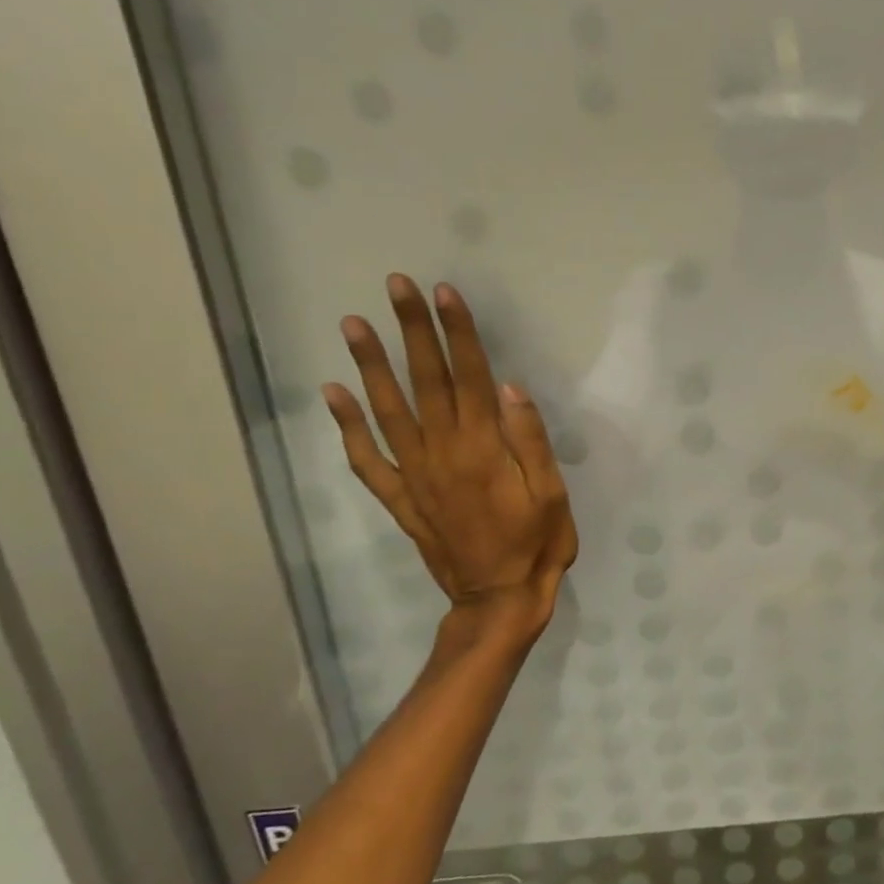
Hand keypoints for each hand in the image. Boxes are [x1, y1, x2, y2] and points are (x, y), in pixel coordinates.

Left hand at [322, 275, 577, 640]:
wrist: (499, 598)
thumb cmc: (537, 543)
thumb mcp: (551, 492)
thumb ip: (530, 439)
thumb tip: (510, 386)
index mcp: (484, 447)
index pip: (469, 376)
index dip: (458, 332)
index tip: (444, 293)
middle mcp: (443, 452)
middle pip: (425, 381)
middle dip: (412, 330)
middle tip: (395, 286)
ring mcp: (414, 474)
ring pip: (387, 410)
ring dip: (370, 365)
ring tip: (354, 324)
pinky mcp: (400, 498)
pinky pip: (366, 459)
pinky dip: (345, 426)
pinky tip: (333, 394)